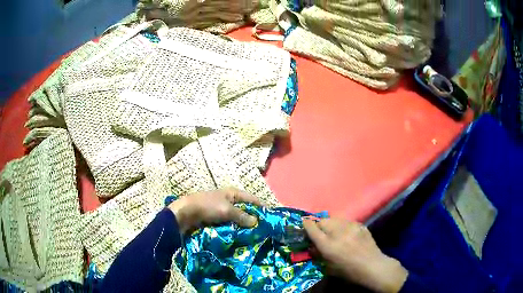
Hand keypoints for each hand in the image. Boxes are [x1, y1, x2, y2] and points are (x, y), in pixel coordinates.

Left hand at [168, 188, 261, 232]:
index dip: (262, 206)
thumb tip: (256, 221)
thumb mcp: (227, 210)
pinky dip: (235, 228)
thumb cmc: (207, 207)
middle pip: (245, 208)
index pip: (252, 198)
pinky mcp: (215, 218)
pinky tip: (240, 235)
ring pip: (237, 217)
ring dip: (244, 224)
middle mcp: (228, 199)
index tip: (272, 215)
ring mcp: (221, 209)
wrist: (185, 213)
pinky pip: (229, 223)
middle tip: (264, 228)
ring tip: (254, 234)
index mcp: (232, 193)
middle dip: (253, 217)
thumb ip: (242, 216)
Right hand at [303, 218, 407, 292]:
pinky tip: (347, 233)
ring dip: (331, 224)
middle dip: (319, 225)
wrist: (372, 266)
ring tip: (334, 231)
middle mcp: (338, 232)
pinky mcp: (360, 224)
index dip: (306, 225)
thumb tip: (313, 246)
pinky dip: (343, 225)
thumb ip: (319, 254)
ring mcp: (351, 226)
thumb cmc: (348, 271)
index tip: (304, 224)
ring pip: (335, 218)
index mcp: (328, 245)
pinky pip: (346, 221)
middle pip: (323, 220)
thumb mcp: (329, 267)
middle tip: (320, 232)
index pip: (312, 228)